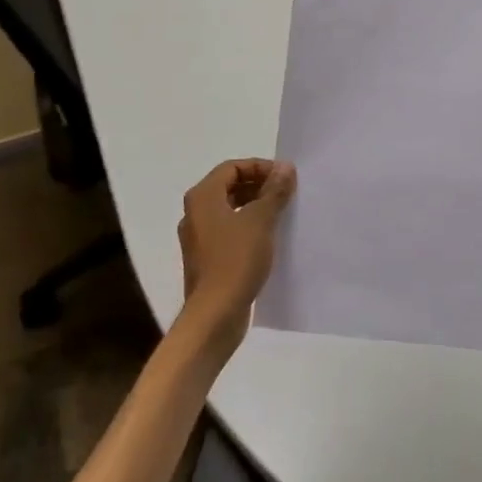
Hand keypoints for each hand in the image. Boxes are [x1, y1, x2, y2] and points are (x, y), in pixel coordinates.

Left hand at [177, 159, 295, 348]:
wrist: (215, 315)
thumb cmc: (235, 260)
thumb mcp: (260, 220)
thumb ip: (274, 191)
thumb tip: (285, 167)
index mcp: (203, 197)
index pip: (232, 167)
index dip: (259, 167)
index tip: (285, 176)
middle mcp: (195, 213)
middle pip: (229, 186)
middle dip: (258, 185)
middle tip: (286, 192)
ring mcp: (199, 238)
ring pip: (229, 210)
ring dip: (255, 206)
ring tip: (282, 213)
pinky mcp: (206, 259)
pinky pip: (229, 231)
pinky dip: (248, 227)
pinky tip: (269, 238)